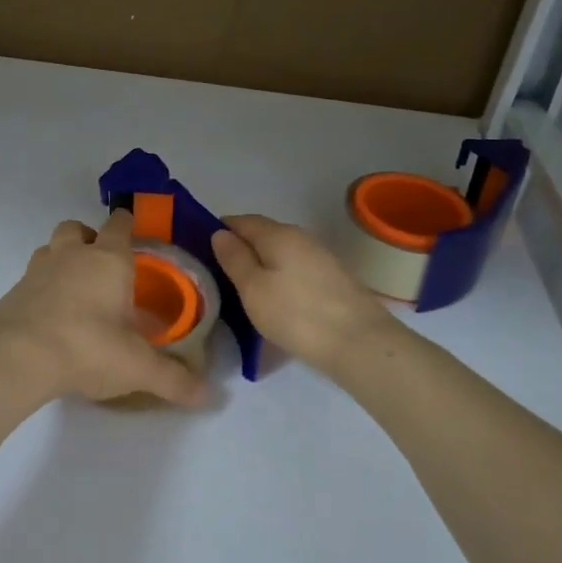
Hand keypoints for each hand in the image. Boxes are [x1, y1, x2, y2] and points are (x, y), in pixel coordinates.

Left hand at [0, 209, 204, 407]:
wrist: (18, 358)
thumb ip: (173, 379)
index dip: (127, 224)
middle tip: (101, 264)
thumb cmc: (88, 348)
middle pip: (77, 228)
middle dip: (89, 237)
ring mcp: (38, 270)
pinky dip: (40, 288)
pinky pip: (30, 278)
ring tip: (74, 287)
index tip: (133, 231)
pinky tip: (49, 316)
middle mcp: (72, 255)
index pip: (119, 225)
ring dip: (61, 258)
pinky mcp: (13, 292)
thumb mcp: (138, 368)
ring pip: (50, 248)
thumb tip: (207, 396)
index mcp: (108, 260)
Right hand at [211, 214, 396, 372]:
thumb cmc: (296, 314)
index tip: (202, 251)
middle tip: (219, 275)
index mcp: (277, 233)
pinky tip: (275, 298)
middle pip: (262, 234)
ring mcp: (320, 256)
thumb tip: (220, 233)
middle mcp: (300, 236)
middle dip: (241, 249)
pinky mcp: (332, 278)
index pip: (240, 220)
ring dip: (261, 265)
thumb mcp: (253, 288)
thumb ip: (234, 258)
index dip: (219, 231)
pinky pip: (295, 268)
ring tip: (244, 290)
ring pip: (280, 253)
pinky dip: (280, 277)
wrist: (359, 342)